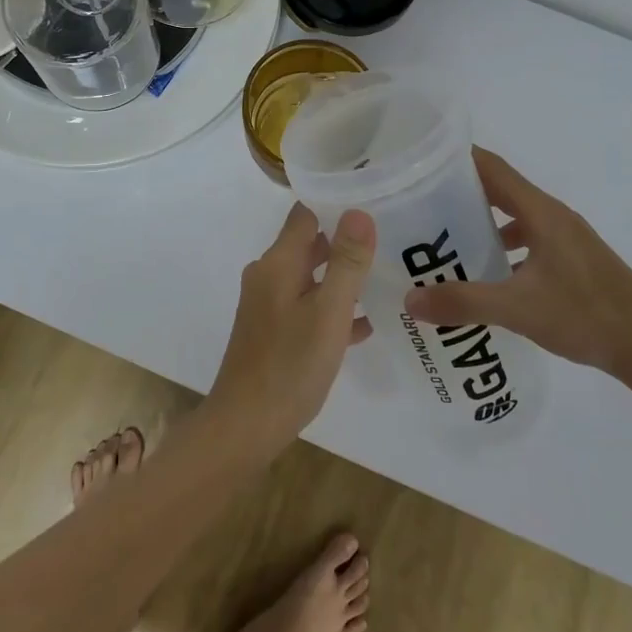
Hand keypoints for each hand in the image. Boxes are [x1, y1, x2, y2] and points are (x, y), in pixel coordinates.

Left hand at [206, 203, 375, 452]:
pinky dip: (330, 309)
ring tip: (381, 280)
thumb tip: (359, 211)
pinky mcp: (271, 331)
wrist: (245, 427)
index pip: (305, 214)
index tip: (371, 204)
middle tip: (386, 242)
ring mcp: (267, 305)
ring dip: (339, 278)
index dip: (335, 205)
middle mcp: (268, 276)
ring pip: (309, 278)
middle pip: (308, 244)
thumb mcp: (328, 312)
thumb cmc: (290, 366)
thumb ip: (346, 262)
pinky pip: (306, 307)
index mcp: (278, 263)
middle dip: (343, 243)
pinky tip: (362, 326)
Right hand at [403, 147, 631, 387]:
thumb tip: (409, 302)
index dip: (457, 158)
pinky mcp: (574, 262)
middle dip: (461, 192)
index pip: (492, 167)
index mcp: (540, 212)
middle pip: (500, 190)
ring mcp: (566, 239)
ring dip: (482, 223)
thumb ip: (463, 302)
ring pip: (515, 218)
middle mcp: (553, 217)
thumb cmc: (587, 315)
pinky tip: (486, 276)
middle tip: (419, 204)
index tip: (420, 161)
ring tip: (445, 241)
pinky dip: (503, 248)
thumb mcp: (518, 309)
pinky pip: (528, 241)